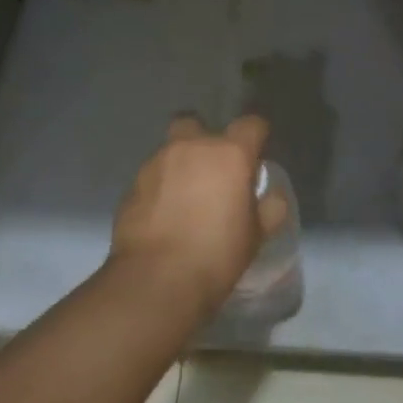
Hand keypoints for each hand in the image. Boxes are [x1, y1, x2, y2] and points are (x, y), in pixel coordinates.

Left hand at [110, 115, 290, 313]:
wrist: (156, 280)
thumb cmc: (217, 254)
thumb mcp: (257, 235)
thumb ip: (269, 207)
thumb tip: (271, 194)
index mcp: (229, 154)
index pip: (251, 124)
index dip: (256, 135)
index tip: (257, 153)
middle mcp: (190, 148)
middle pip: (196, 122)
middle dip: (204, 138)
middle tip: (212, 169)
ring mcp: (156, 164)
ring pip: (170, 150)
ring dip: (180, 165)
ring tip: (185, 198)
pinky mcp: (132, 186)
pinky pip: (152, 176)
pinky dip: (160, 187)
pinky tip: (164, 215)